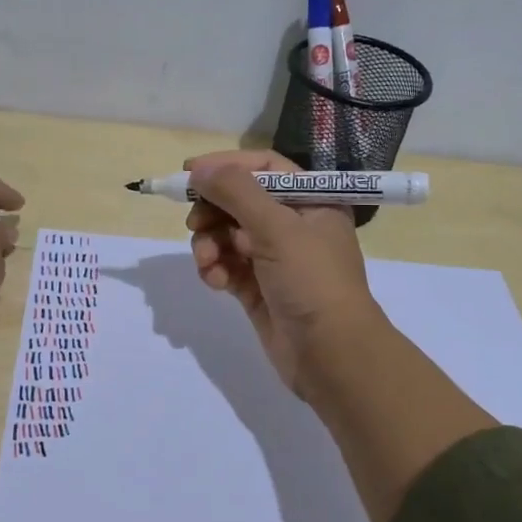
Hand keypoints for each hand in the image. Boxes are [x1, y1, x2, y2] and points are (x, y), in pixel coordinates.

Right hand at [186, 149, 496, 521]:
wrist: (331, 355)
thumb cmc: (312, 281)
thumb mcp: (277, 227)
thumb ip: (236, 192)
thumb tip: (198, 170)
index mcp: (311, 201)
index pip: (264, 167)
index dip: (227, 166)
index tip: (190, 173)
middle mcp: (293, 226)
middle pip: (240, 201)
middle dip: (213, 211)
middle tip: (195, 223)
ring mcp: (275, 259)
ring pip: (228, 235)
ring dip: (210, 244)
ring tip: (207, 261)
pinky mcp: (258, 289)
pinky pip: (227, 266)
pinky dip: (216, 269)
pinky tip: (216, 282)